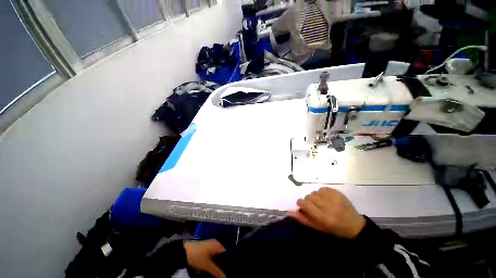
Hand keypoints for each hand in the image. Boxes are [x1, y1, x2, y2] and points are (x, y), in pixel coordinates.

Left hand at [184, 240, 225, 277]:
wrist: (185, 251)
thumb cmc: (197, 257)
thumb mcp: (207, 266)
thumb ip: (217, 272)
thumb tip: (225, 277)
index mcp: (218, 245)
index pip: (227, 252)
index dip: (229, 260)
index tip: (230, 268)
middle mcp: (216, 242)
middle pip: (223, 253)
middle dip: (224, 262)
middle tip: (226, 271)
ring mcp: (211, 244)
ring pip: (218, 253)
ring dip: (219, 261)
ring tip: (221, 269)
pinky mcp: (207, 246)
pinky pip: (214, 252)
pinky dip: (215, 259)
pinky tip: (214, 265)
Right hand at [288, 187, 365, 238]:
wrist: (354, 225)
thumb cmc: (334, 229)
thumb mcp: (318, 227)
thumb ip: (303, 219)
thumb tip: (289, 212)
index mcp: (322, 217)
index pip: (304, 203)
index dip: (301, 203)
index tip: (302, 205)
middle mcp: (327, 206)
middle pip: (309, 196)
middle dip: (308, 201)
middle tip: (314, 206)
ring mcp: (333, 198)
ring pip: (315, 192)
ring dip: (315, 197)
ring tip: (321, 203)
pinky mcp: (338, 192)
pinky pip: (322, 188)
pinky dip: (321, 193)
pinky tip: (326, 199)